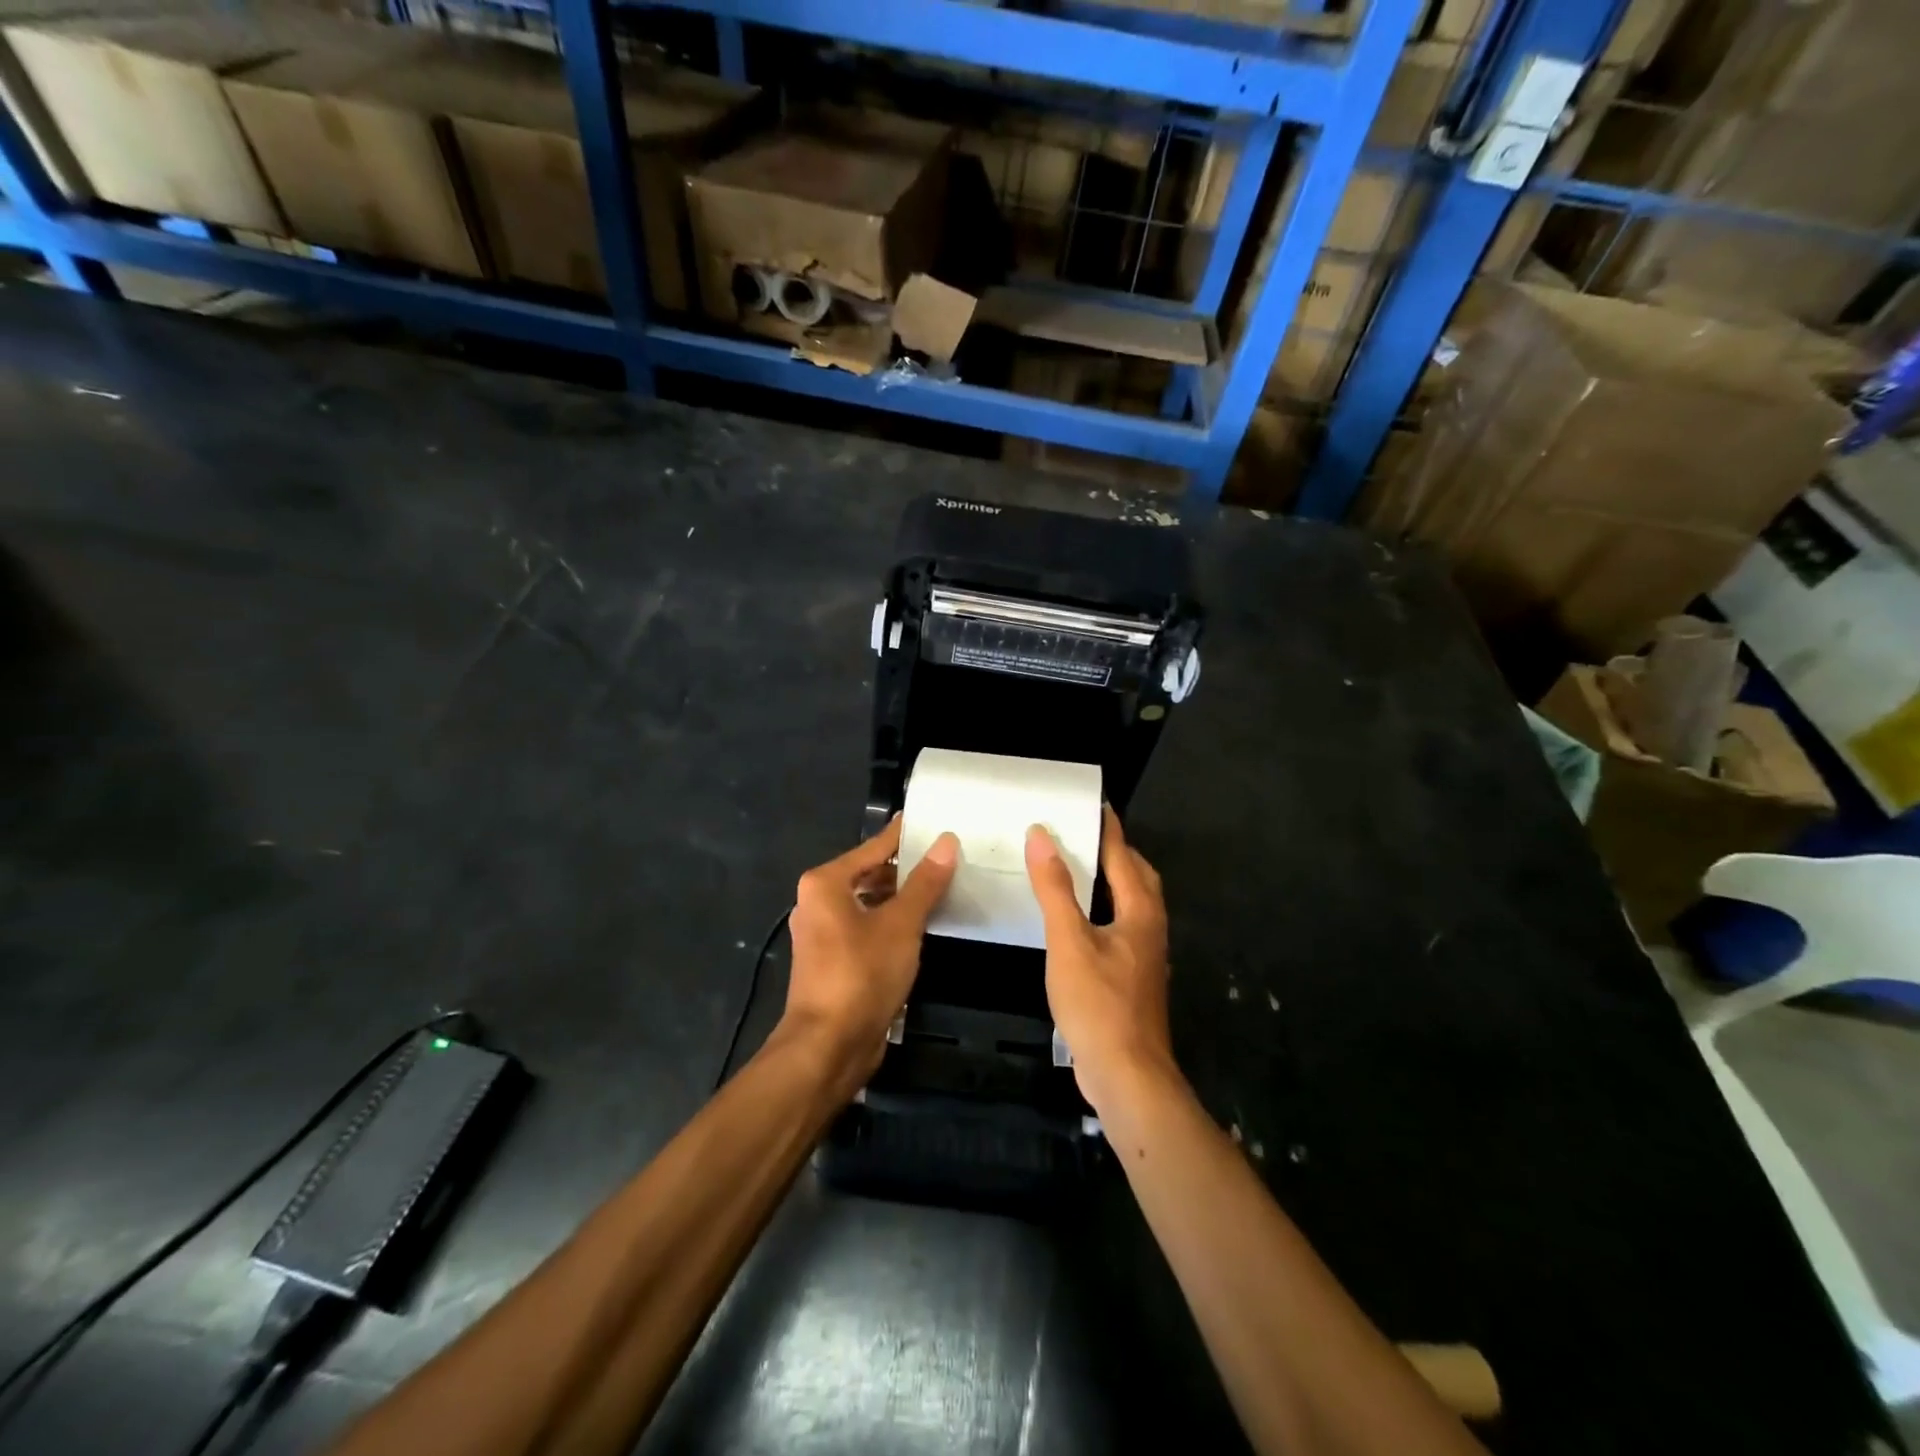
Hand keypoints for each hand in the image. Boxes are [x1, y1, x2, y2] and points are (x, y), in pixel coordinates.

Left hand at [781, 817, 957, 1090]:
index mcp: (826, 883)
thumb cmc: (862, 974)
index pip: (874, 848)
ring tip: (941, 888)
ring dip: (900, 898)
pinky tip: (921, 926)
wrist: (828, 1046)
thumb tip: (946, 842)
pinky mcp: (833, 961)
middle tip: (947, 858)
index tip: (932, 822)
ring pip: (868, 903)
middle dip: (905, 869)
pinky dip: (891, 922)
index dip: (903, 835)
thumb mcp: (901, 924)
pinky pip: (866, 928)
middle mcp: (817, 902)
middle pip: (869, 874)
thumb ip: (924, 882)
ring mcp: (823, 933)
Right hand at [1025, 807, 1174, 1114]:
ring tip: (1077, 872)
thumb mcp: (1069, 941)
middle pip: (1138, 878)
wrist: (1128, 1076)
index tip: (1095, 804)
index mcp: (1140, 912)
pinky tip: (1078, 922)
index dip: (1109, 829)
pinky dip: (1103, 911)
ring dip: (1111, 883)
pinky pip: (1121, 928)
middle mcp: (1149, 928)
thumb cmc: (1099, 1004)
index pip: (1124, 856)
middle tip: (1084, 836)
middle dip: (1116, 853)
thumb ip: (1055, 888)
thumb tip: (1042, 835)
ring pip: (1132, 905)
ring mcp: (1144, 957)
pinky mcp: (1133, 979)